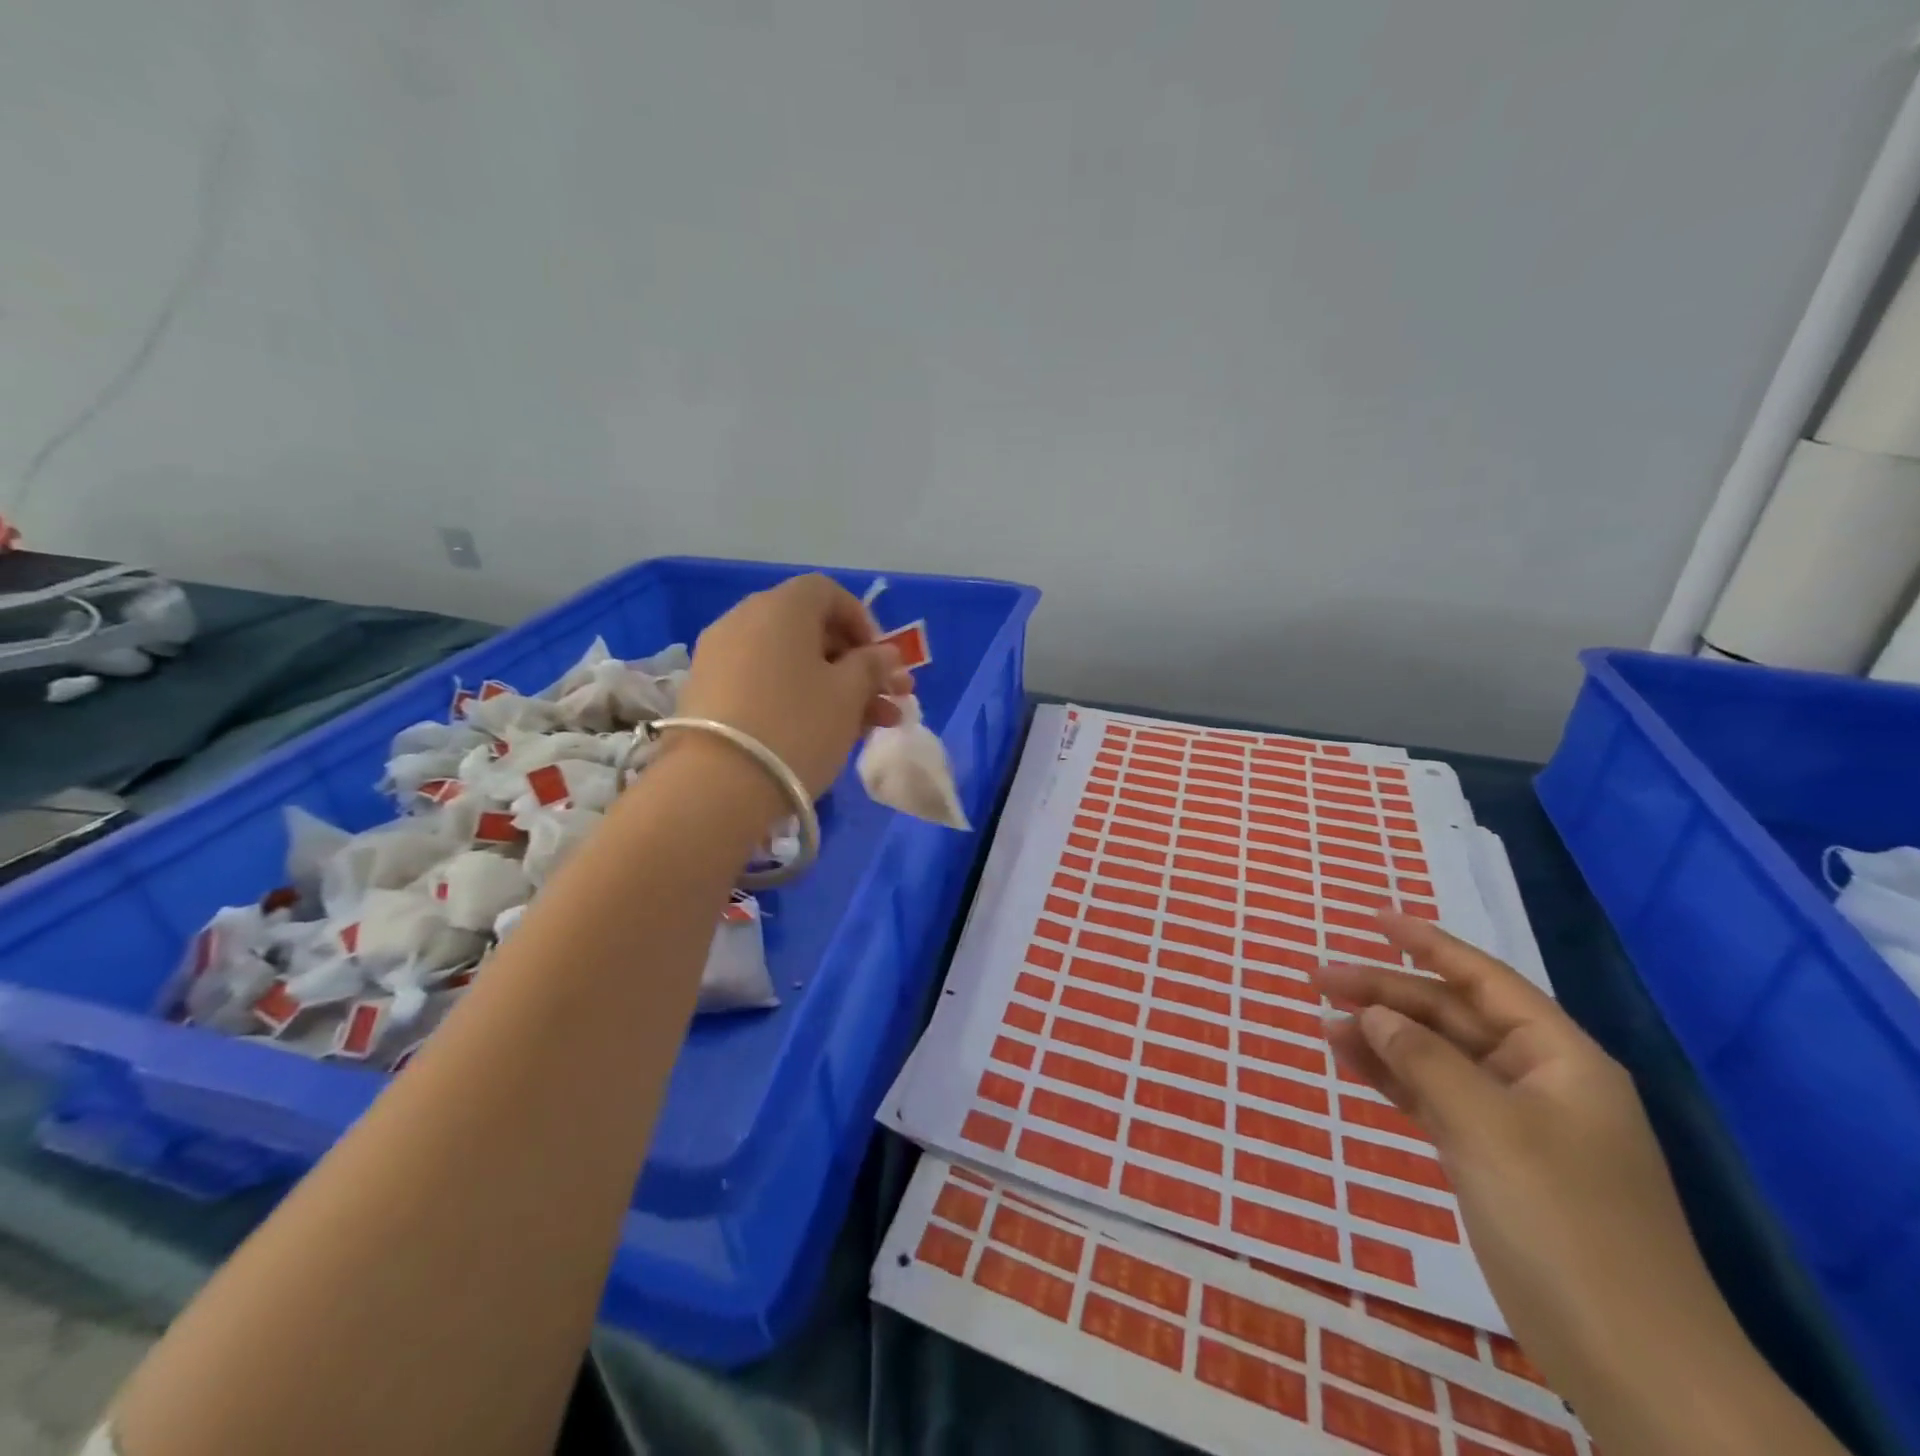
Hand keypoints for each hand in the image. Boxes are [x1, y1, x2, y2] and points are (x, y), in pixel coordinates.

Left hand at [676, 573, 912, 797]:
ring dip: (833, 687)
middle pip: (810, 630)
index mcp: (781, 607)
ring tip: (869, 726)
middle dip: (855, 664)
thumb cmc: (797, 726)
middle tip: (888, 698)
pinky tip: (824, 733)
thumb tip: (885, 654)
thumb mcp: (848, 694)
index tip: (883, 660)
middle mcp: (744, 619)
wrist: (717, 786)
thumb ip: (872, 666)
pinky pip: (764, 682)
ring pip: (790, 662)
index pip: (828, 593)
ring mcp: (720, 656)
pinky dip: (796, 698)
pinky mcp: (707, 692)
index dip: (863, 622)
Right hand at [1314, 914, 1721, 1400]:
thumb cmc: (1563, 1221)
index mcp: (1560, 1058)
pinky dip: (1394, 1079)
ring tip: (1323, 1022)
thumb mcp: (1487, 1127)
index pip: (1483, 980)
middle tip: (1318, 977)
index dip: (1427, 944)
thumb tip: (1370, 1013)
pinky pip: (1434, 1098)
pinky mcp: (1494, 1161)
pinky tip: (1353, 1064)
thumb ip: (1423, 1059)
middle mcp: (1538, 1079)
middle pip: (1450, 1017)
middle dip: (1386, 994)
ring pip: (1436, 1057)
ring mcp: (1516, 1123)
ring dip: (1382, 1037)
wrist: (1631, 1361)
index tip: (1372, 918)